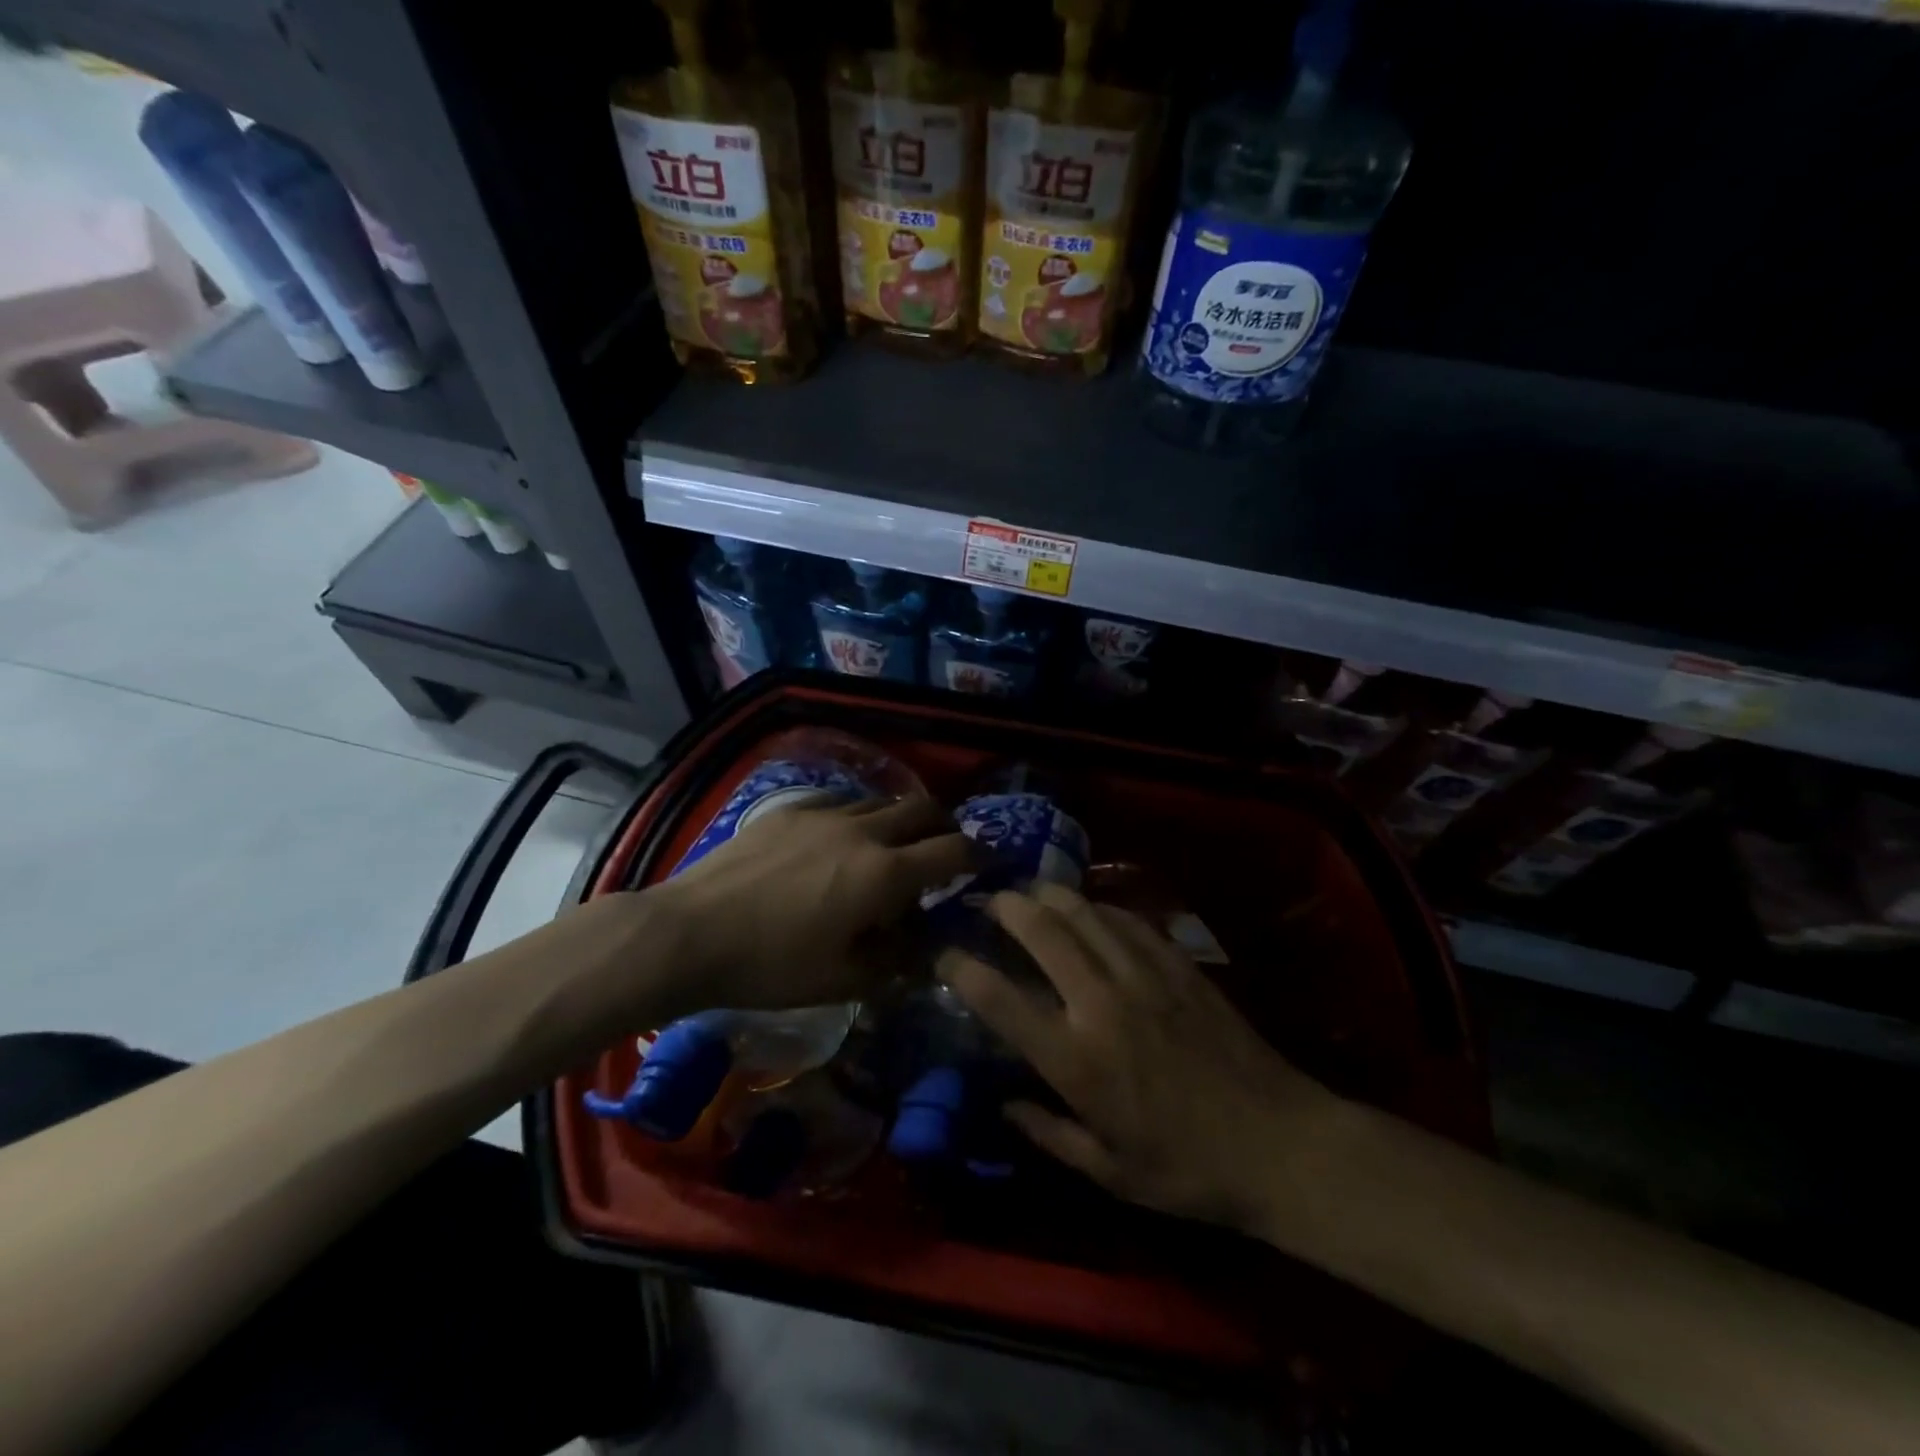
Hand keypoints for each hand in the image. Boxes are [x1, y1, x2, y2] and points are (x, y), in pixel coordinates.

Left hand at [654, 792, 972, 1012]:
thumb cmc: (772, 966)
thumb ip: (896, 960)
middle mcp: (864, 832)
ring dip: (901, 819)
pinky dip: (859, 814)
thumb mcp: (844, 979)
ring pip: (882, 801)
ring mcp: (825, 813)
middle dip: (947, 825)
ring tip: (893, 844)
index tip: (991, 862)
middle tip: (946, 847)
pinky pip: (841, 800)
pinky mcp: (791, 809)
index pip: (953, 851)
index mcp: (885, 873)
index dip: (981, 855)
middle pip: (924, 809)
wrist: (691, 932)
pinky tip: (842, 835)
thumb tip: (925, 947)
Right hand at [940, 882, 1344, 1234]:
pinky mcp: (1179, 965)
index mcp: (1075, 1060)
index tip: (943, 953)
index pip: (1001, 1000)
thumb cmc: (1187, 1170)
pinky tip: (1091, 908)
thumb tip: (1003, 1103)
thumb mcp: (1108, 1172)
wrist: (1279, 1144)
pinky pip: (1129, 920)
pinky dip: (1100, 907)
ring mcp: (1143, 976)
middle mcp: (1101, 1004)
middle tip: (987, 898)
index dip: (962, 969)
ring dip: (1050, 895)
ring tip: (1031, 890)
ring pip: (1085, 914)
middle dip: (1006, 907)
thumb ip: (1047, 1133)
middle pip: (1042, 932)